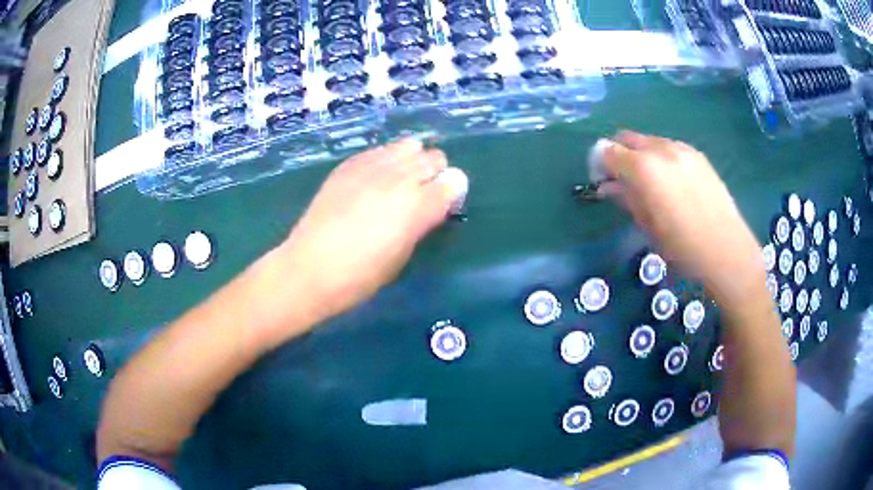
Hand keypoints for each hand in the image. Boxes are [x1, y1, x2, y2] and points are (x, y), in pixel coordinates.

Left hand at [279, 140, 459, 322]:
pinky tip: (374, 180)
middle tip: (422, 194)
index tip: (443, 205)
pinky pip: (380, 150)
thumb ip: (423, 223)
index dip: (452, 192)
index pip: (453, 182)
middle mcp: (400, 178)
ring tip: (399, 182)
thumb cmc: (361, 275)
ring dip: (412, 161)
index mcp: (418, 206)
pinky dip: (386, 160)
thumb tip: (434, 204)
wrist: (310, 268)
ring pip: (409, 145)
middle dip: (435, 173)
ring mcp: (372, 166)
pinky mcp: (349, 164)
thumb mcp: (402, 255)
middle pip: (435, 157)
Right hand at [599, 131, 764, 304]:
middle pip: (627, 138)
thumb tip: (607, 186)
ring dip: (641, 155)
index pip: (608, 151)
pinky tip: (672, 183)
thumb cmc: (682, 246)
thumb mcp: (647, 226)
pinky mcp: (698, 155)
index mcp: (644, 167)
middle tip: (622, 181)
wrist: (726, 249)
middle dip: (619, 155)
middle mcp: (661, 149)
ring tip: (651, 184)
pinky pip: (670, 148)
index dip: (600, 164)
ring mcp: (682, 148)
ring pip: (649, 141)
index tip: (602, 182)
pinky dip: (661, 158)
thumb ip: (625, 198)